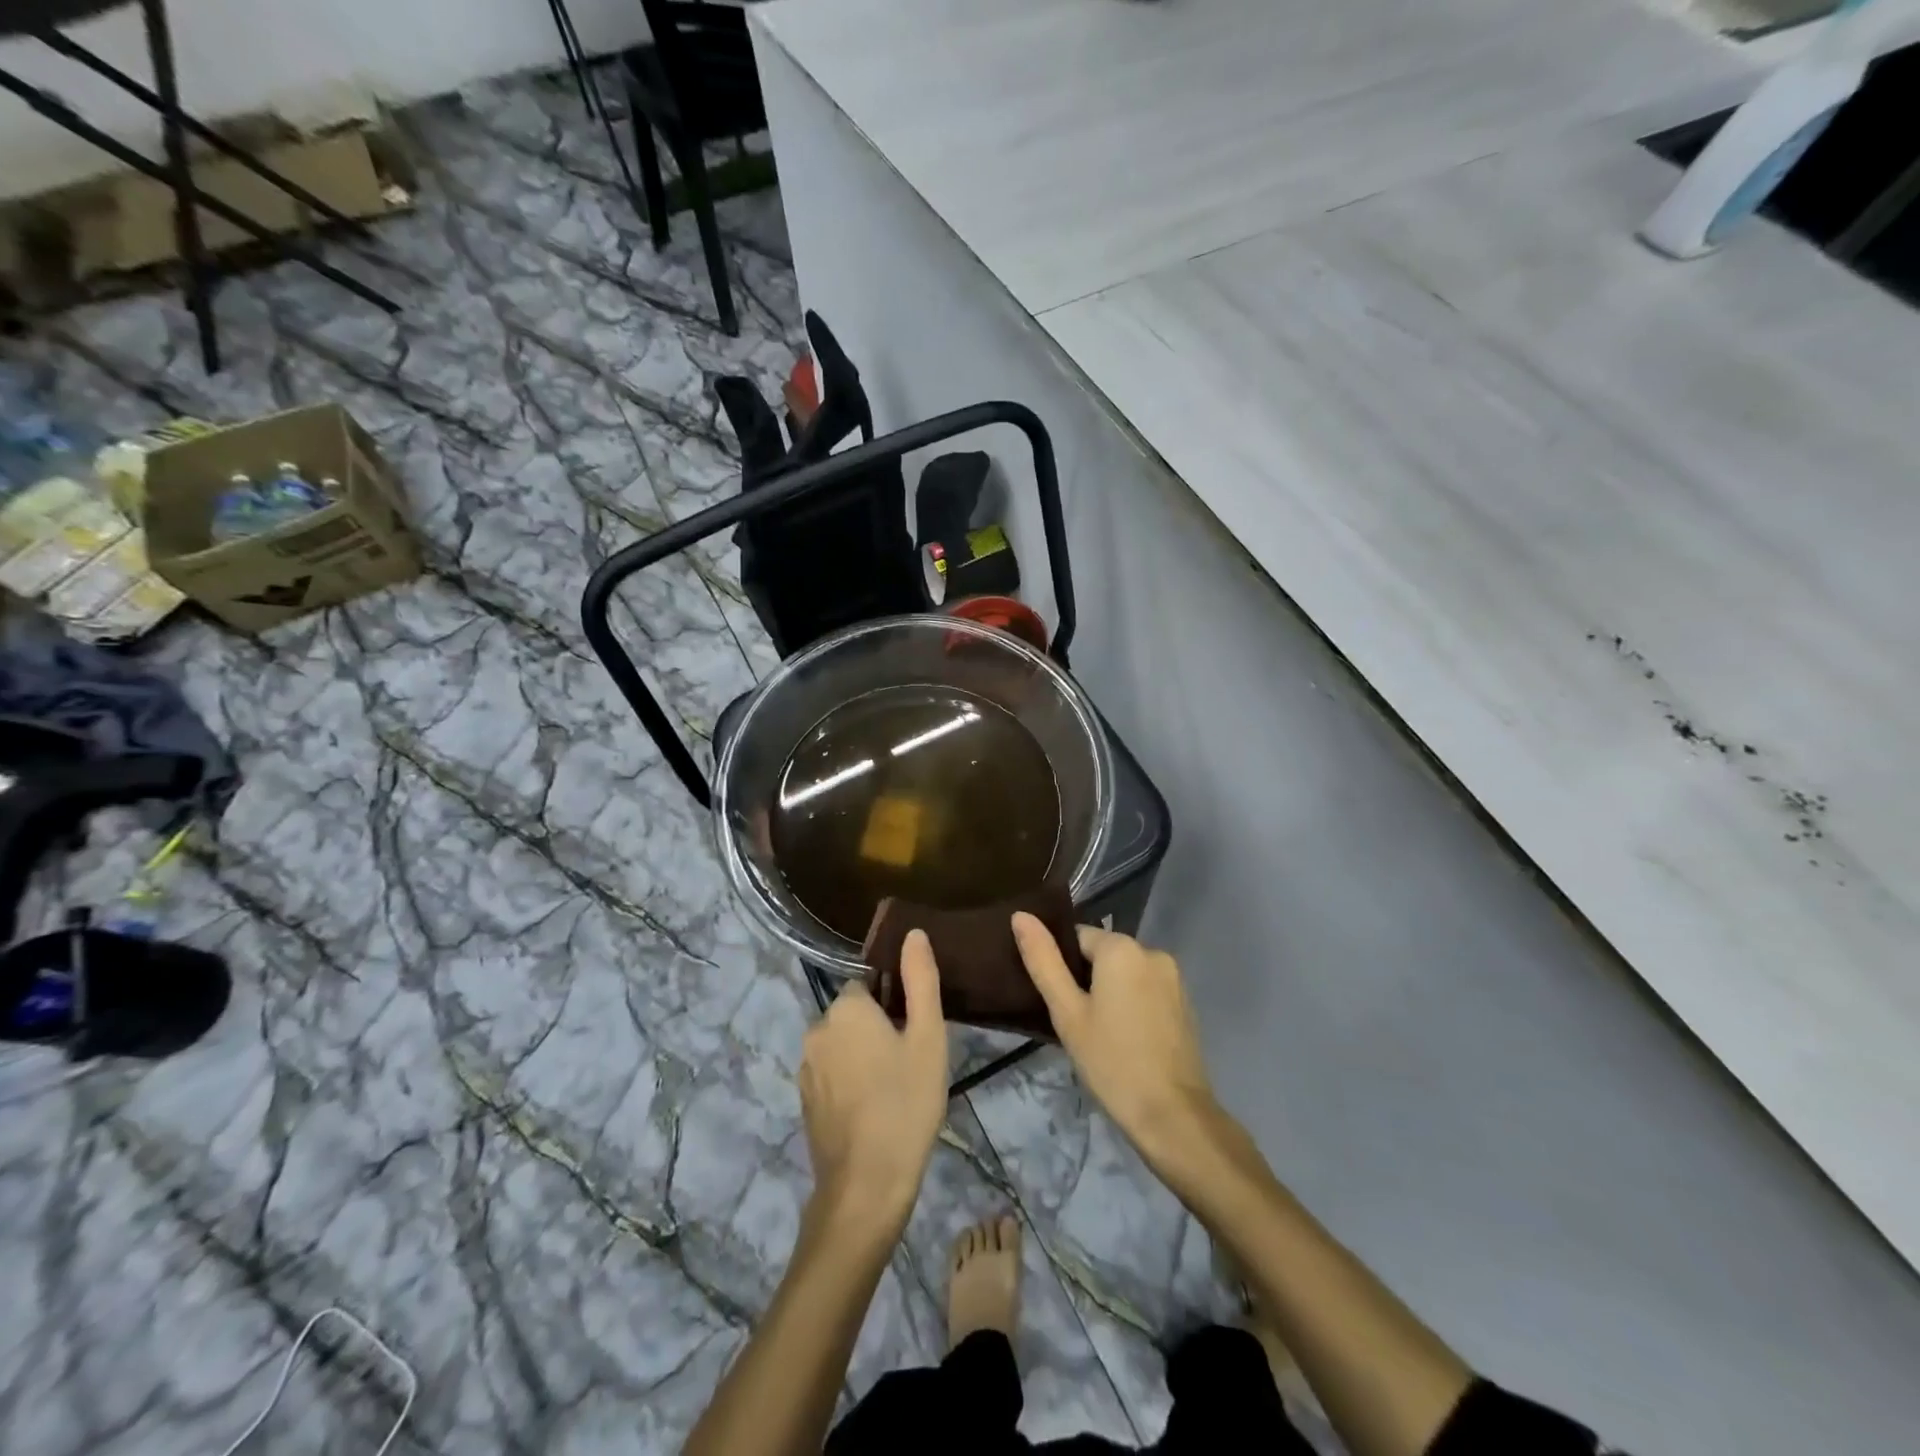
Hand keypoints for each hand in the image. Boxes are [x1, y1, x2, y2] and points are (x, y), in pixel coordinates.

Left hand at [800, 929, 948, 1233]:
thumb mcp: (928, 1037)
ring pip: (842, 1045)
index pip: (870, 986)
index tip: (914, 1035)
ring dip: (863, 1057)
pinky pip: (831, 1074)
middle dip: (878, 1030)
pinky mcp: (803, 1100)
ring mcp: (805, 1068)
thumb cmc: (906, 1103)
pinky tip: (873, 1110)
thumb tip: (913, 933)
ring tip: (894, 1090)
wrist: (866, 1185)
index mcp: (845, 1008)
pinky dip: (849, 1082)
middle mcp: (816, 1029)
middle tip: (910, 1064)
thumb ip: (920, 980)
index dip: (895, 1006)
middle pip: (854, 1014)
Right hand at [1012, 916, 1217, 1164]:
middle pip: (1103, 954)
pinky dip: (1131, 1004)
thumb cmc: (1111, 1061)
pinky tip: (1124, 1039)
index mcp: (1122, 947)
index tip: (1057, 1001)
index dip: (1061, 966)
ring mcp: (1174, 978)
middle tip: (1073, 1022)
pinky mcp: (1185, 1003)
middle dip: (1085, 980)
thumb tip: (1020, 915)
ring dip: (1109, 992)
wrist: (1173, 1115)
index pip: (1077, 937)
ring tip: (1097, 1034)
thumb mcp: (1067, 1012)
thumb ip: (1043, 961)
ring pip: (1125, 973)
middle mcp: (1152, 951)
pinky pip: (1146, 990)